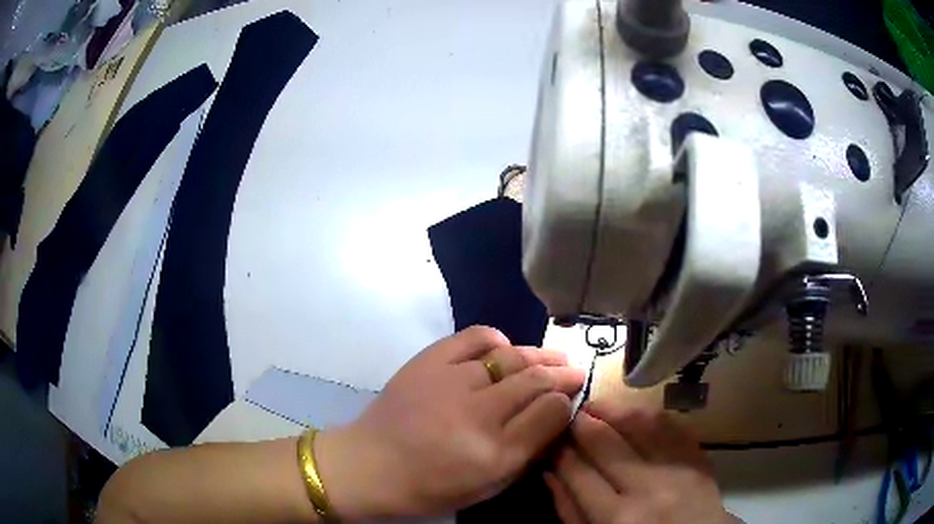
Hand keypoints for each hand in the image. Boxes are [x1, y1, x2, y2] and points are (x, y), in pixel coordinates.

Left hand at [316, 326, 585, 518]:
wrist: (369, 465)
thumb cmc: (429, 488)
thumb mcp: (486, 488)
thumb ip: (525, 454)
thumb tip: (552, 418)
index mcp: (495, 454)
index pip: (551, 413)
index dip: (567, 402)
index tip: (570, 399)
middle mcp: (478, 414)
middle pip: (536, 381)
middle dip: (562, 374)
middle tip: (574, 372)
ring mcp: (452, 382)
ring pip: (512, 357)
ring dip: (539, 355)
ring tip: (553, 358)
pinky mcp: (428, 362)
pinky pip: (474, 337)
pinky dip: (496, 339)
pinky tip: (504, 349)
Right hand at [546, 403, 729, 523]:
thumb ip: (570, 511)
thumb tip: (550, 473)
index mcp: (617, 518)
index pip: (577, 471)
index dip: (559, 449)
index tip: (550, 438)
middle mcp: (647, 488)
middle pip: (604, 442)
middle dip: (580, 422)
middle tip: (568, 414)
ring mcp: (677, 467)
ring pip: (639, 423)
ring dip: (612, 409)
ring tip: (596, 407)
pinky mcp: (698, 455)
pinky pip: (669, 423)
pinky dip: (646, 413)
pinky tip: (631, 413)